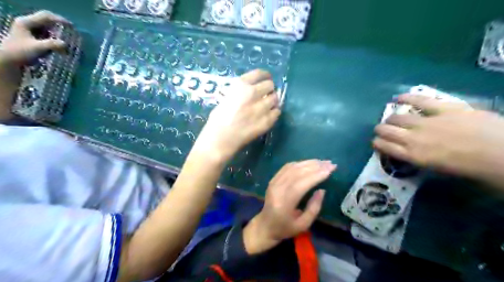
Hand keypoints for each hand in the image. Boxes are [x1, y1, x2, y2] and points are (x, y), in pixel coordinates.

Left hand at [0, 9, 71, 119]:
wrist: (6, 60)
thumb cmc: (19, 53)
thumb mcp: (37, 48)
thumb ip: (52, 45)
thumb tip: (66, 44)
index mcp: (26, 22)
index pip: (46, 16)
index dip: (60, 20)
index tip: (73, 27)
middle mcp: (27, 24)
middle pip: (47, 21)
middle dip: (60, 28)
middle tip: (71, 35)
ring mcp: (28, 31)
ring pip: (47, 29)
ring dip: (58, 35)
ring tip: (66, 43)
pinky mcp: (31, 38)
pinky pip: (46, 35)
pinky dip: (54, 40)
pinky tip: (59, 47)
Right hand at [194, 70, 279, 162]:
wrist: (220, 139)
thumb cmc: (218, 120)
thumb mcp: (226, 99)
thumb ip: (239, 93)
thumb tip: (252, 92)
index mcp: (240, 86)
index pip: (258, 74)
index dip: (265, 75)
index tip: (267, 78)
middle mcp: (252, 93)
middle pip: (270, 85)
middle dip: (269, 89)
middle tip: (266, 94)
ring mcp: (261, 108)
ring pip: (275, 99)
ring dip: (273, 101)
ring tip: (268, 105)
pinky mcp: (267, 121)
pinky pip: (277, 112)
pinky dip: (274, 112)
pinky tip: (269, 115)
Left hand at [242, 160, 335, 253]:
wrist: (265, 225)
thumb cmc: (285, 228)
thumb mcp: (303, 224)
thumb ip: (314, 208)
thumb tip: (322, 190)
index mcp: (284, 203)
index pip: (301, 185)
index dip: (316, 176)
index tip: (330, 170)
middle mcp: (277, 189)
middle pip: (297, 173)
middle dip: (315, 167)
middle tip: (330, 163)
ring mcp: (273, 183)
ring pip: (292, 168)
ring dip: (308, 163)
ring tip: (323, 162)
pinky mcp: (273, 179)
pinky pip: (286, 167)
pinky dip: (299, 163)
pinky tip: (309, 163)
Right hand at [371, 94, 503, 182]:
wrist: (502, 154)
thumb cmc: (471, 169)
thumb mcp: (438, 170)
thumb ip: (419, 158)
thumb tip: (409, 151)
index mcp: (413, 156)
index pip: (386, 147)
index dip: (377, 143)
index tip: (375, 142)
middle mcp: (413, 139)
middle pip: (387, 131)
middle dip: (380, 130)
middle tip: (381, 130)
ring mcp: (427, 122)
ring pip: (398, 117)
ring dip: (390, 118)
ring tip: (390, 118)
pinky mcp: (442, 109)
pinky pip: (419, 101)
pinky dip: (406, 98)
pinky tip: (398, 98)